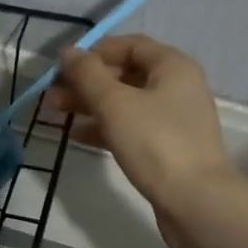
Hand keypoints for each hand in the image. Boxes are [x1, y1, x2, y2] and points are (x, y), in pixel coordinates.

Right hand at [44, 35, 240, 247]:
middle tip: (52, 94)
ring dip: (90, 104)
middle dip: (86, 82)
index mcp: (172, 66)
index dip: (94, 52)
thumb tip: (69, 52)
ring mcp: (173, 120)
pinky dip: (104, 127)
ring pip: (125, 103)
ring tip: (55, 112)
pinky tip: (77, 135)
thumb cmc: (155, 142)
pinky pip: (130, 127)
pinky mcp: (167, 148)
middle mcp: (177, 87)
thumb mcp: (114, 103)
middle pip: (125, 74)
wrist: (195, 202)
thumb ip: (87, 74)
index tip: (64, 68)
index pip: (129, 45)